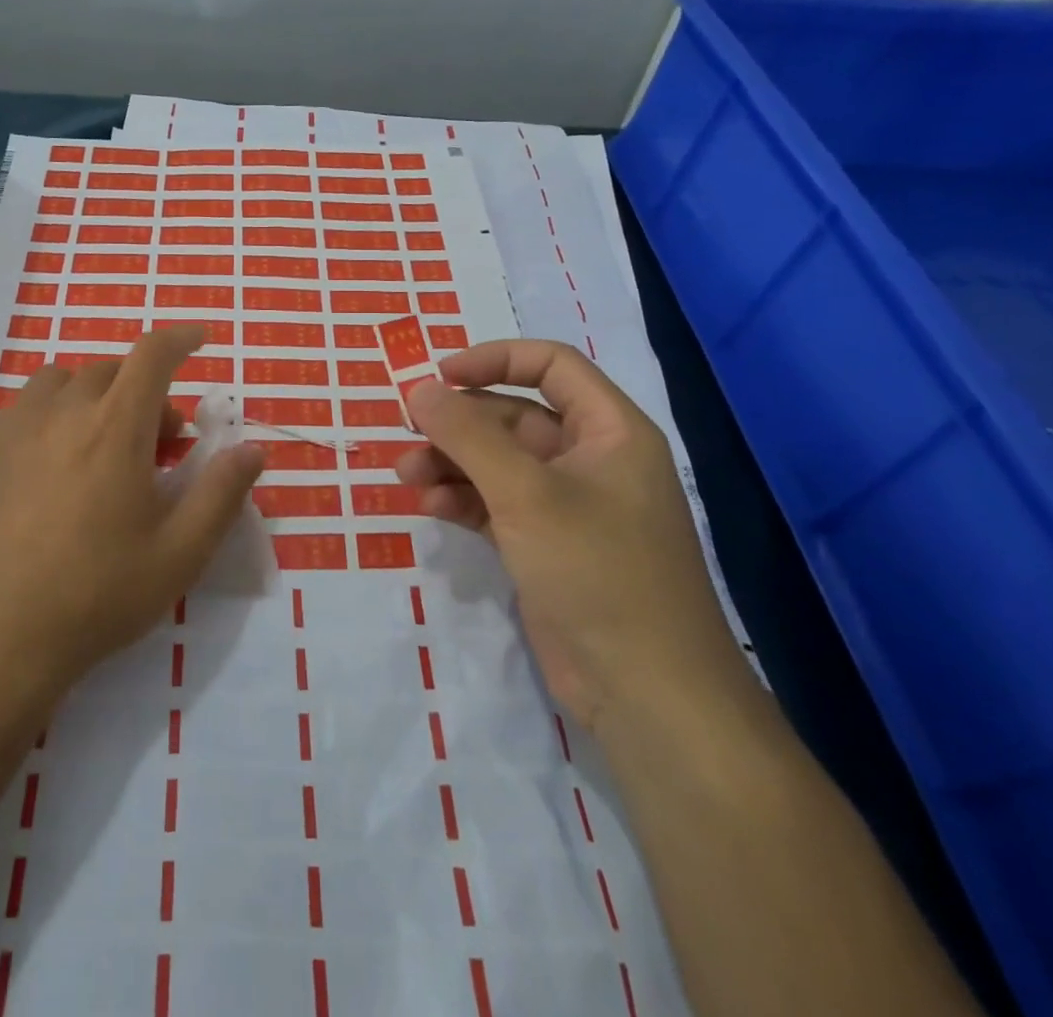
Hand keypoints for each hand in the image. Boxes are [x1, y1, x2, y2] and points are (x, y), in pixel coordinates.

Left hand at [0, 325, 264, 699]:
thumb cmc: (96, 595)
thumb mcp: (179, 553)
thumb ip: (221, 493)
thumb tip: (252, 449)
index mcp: (114, 427)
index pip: (152, 355)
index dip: (181, 338)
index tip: (199, 339)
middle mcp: (62, 411)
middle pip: (111, 371)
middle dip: (145, 391)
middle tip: (159, 443)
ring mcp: (13, 429)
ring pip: (63, 383)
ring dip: (95, 397)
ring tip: (103, 445)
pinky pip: (26, 408)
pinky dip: (54, 415)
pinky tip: (54, 467)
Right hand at [398, 340, 750, 732]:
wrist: (647, 693)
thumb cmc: (596, 571)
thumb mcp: (525, 493)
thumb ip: (468, 436)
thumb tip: (419, 389)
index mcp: (610, 431)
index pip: (550, 366)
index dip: (494, 360)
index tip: (440, 376)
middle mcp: (591, 460)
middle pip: (515, 416)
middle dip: (459, 423)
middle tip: (408, 432)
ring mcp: (569, 506)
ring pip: (499, 463)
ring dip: (451, 463)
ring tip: (406, 476)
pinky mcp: (547, 545)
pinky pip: (496, 504)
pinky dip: (462, 499)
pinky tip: (430, 506)